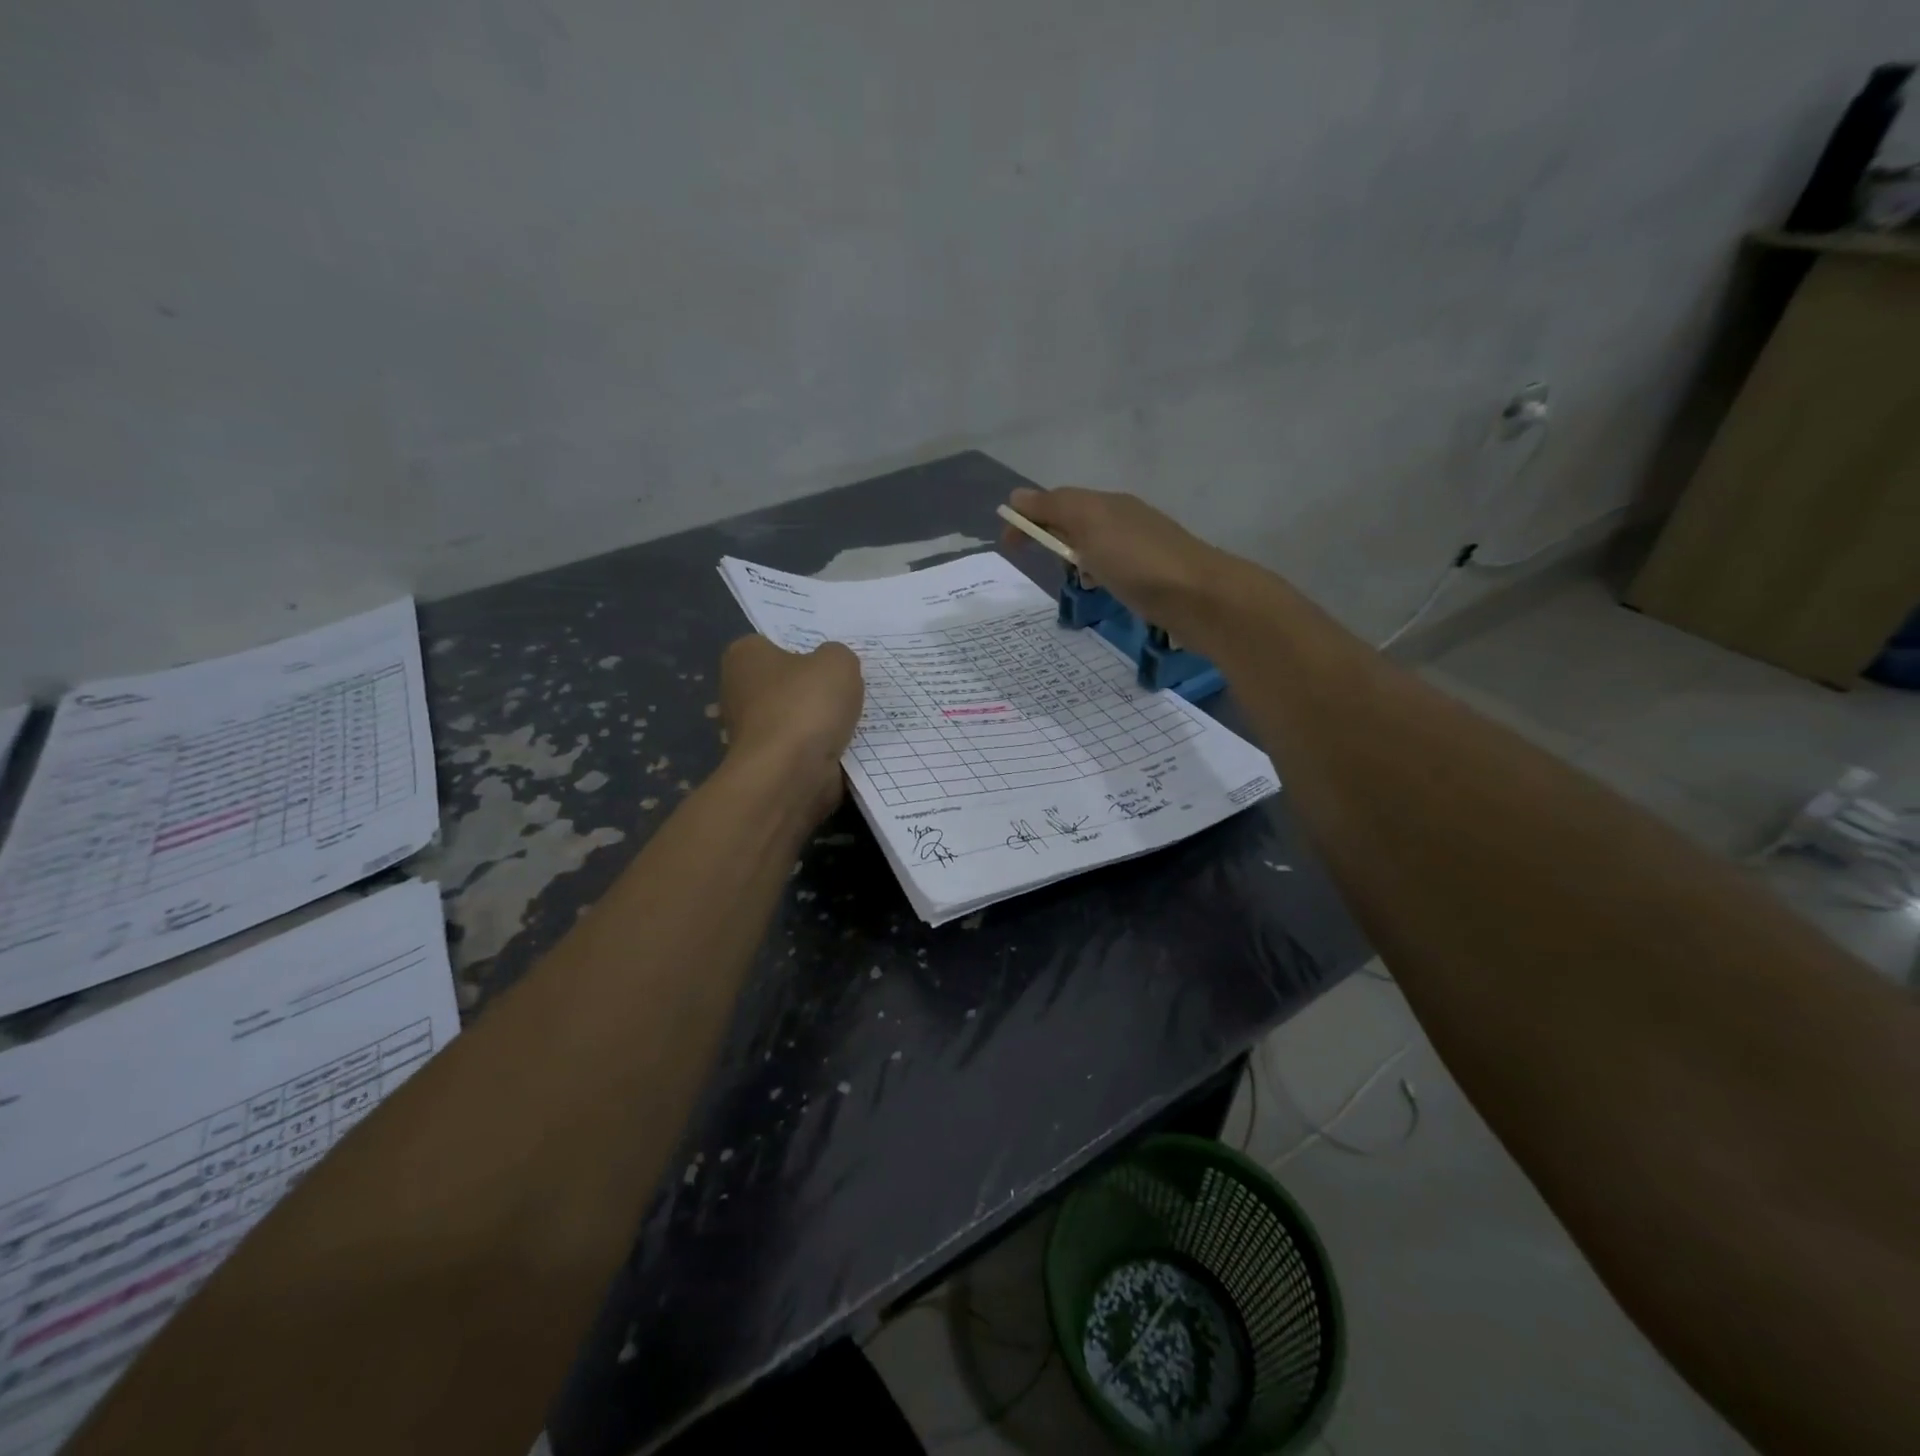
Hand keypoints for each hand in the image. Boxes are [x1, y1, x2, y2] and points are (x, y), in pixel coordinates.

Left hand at [719, 635, 864, 819]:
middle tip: (846, 689)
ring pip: (794, 718)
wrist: (791, 774)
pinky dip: (819, 750)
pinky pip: (800, 748)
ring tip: (852, 720)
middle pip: (785, 683)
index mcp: (744, 656)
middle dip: (811, 690)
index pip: (773, 643)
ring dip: (818, 723)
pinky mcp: (765, 764)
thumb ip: (838, 655)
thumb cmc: (806, 706)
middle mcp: (737, 691)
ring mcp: (749, 732)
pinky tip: (844, 747)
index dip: (804, 650)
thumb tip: (831, 668)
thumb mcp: (838, 662)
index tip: (830, 663)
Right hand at [1001, 486, 1224, 628]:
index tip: (1009, 548)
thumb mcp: (1090, 523)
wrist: (1201, 598)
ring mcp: (1142, 549)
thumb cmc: (1138, 560)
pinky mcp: (1153, 577)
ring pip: (1095, 547)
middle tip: (1042, 565)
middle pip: (1076, 522)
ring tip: (1072, 581)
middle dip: (1052, 538)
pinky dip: (1098, 575)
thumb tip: (1017, 496)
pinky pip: (1114, 569)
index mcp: (1107, 504)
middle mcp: (1125, 520)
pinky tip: (1102, 591)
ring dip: (1076, 558)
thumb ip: (1054, 507)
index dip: (1029, 520)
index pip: (1057, 502)